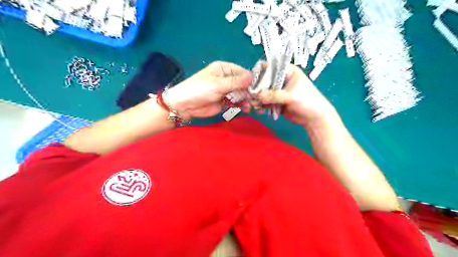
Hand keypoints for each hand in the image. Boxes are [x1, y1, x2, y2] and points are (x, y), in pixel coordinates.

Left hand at [164, 62, 251, 118]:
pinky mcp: (225, 101)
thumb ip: (235, 82)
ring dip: (247, 99)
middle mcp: (227, 78)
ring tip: (252, 105)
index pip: (243, 72)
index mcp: (224, 69)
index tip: (260, 88)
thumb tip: (252, 77)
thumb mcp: (218, 84)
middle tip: (257, 99)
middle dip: (251, 91)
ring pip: (242, 94)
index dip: (251, 80)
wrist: (185, 105)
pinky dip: (242, 105)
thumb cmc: (199, 89)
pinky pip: (237, 102)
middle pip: (244, 84)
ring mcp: (227, 91)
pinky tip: (247, 108)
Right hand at [257, 65, 335, 124]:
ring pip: (264, 92)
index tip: (251, 81)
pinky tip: (259, 110)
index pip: (271, 67)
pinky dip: (262, 105)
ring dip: (258, 98)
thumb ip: (274, 95)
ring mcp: (278, 91)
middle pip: (265, 80)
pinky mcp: (276, 101)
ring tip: (255, 104)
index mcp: (288, 71)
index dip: (261, 73)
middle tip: (251, 95)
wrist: (314, 119)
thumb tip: (257, 95)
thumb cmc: (308, 101)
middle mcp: (282, 79)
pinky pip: (266, 101)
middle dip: (258, 88)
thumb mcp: (291, 96)